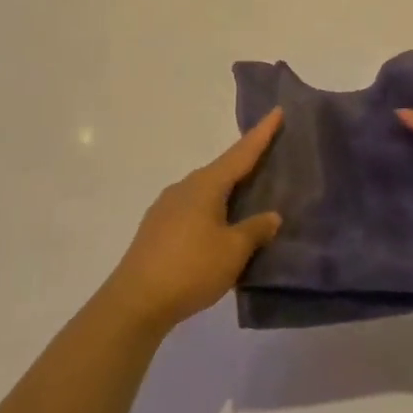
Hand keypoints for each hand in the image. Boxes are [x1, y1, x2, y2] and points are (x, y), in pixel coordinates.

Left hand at [102, 109, 284, 332]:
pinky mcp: (157, 229)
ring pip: (206, 191)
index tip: (277, 111)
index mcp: (206, 185)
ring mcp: (166, 207)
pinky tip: (220, 227)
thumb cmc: (190, 269)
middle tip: (269, 156)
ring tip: (249, 196)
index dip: (261, 134)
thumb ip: (255, 230)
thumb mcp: (233, 251)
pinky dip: (213, 210)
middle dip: (245, 163)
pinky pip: (194, 209)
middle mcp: (184, 187)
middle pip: (222, 169)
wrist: (135, 301)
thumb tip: (271, 216)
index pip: (241, 153)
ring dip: (228, 191)